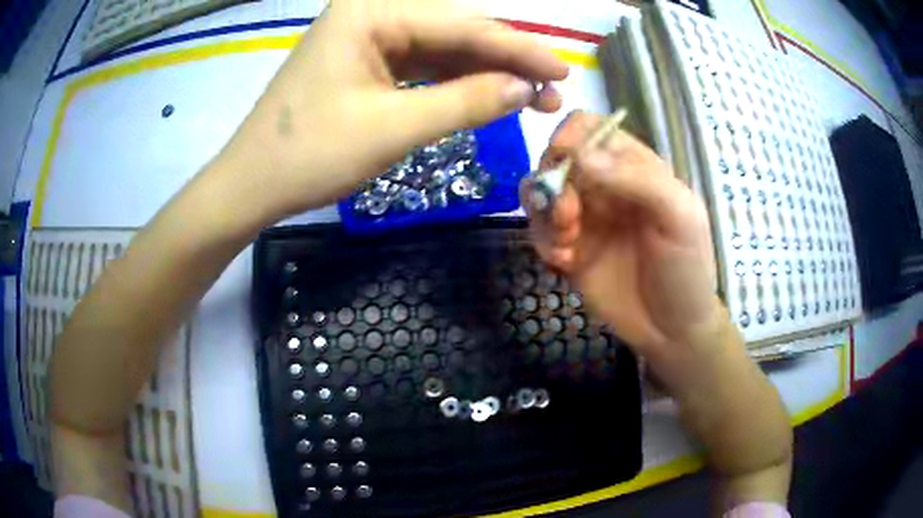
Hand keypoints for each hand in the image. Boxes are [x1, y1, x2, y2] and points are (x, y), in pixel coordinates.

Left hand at [213, 0, 567, 221]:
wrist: (252, 184)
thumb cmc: (311, 155)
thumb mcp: (394, 128)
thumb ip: (466, 101)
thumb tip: (524, 89)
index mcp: (372, 12)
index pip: (463, 25)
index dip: (519, 49)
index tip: (563, 70)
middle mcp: (371, 13)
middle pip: (454, 32)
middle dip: (505, 60)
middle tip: (552, 88)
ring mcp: (366, 37)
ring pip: (441, 49)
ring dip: (484, 73)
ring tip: (529, 97)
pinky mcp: (364, 62)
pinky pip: (420, 65)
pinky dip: (453, 82)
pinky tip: (485, 95)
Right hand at [523, 112, 719, 356]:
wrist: (672, 330)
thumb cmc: (686, 268)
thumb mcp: (679, 216)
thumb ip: (635, 178)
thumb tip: (580, 155)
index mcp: (634, 167)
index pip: (591, 129)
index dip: (571, 134)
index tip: (562, 156)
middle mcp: (604, 186)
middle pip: (557, 158)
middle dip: (554, 182)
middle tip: (568, 217)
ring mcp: (584, 218)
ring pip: (541, 193)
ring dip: (544, 213)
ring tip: (566, 243)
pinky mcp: (568, 249)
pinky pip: (538, 231)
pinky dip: (543, 242)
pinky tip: (564, 263)